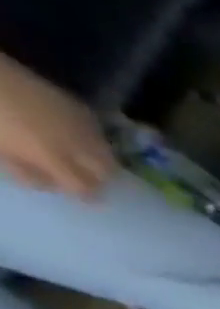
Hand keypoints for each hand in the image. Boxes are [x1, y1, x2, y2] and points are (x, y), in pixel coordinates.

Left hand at [0, 53, 114, 198]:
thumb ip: (23, 170)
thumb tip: (48, 185)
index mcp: (54, 158)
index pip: (86, 187)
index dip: (88, 196)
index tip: (86, 200)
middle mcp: (79, 145)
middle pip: (107, 171)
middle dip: (100, 179)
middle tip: (88, 180)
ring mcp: (83, 126)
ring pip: (107, 152)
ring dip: (99, 160)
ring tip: (84, 160)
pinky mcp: (81, 109)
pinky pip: (96, 132)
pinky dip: (92, 139)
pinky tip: (77, 137)